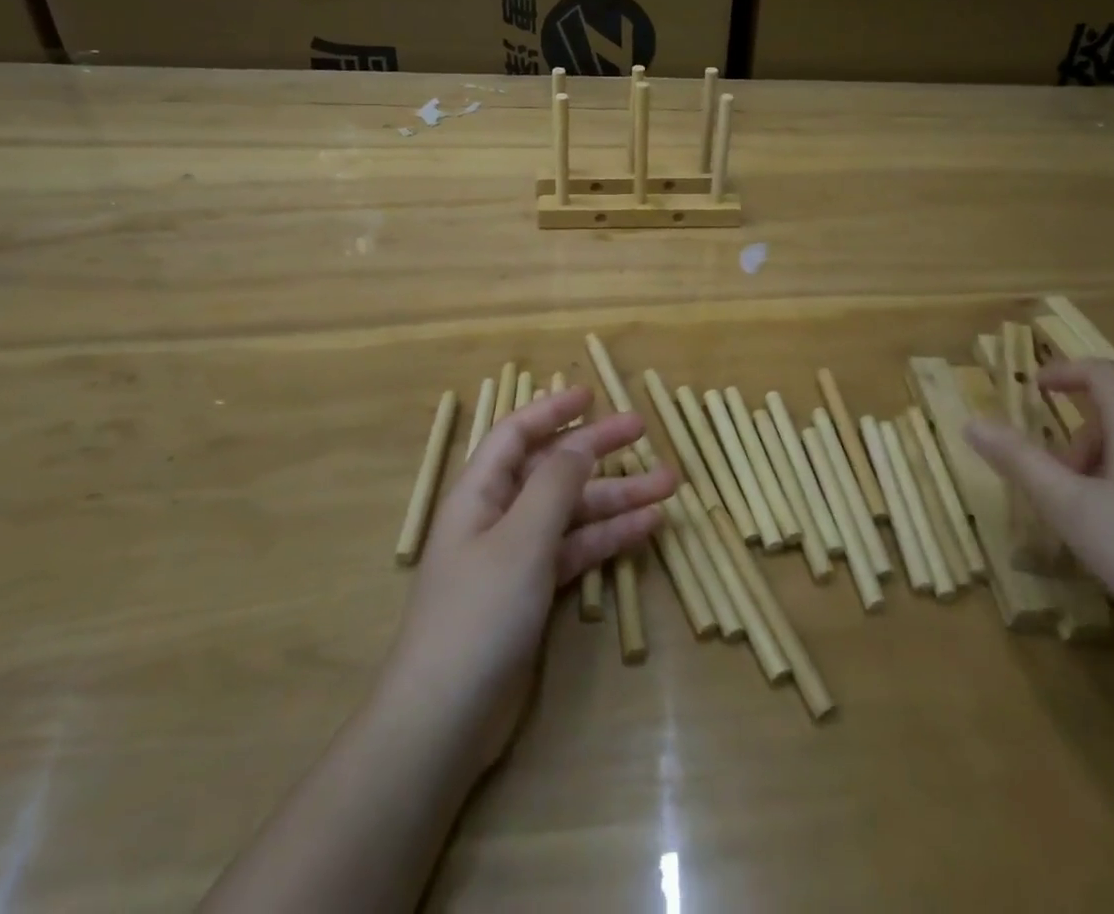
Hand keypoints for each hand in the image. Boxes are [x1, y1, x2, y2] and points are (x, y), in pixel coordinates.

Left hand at [386, 386, 673, 772]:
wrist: (444, 720)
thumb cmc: (478, 613)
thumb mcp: (521, 538)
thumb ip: (555, 485)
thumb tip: (581, 442)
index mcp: (480, 492)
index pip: (517, 434)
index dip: (553, 409)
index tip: (593, 393)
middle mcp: (497, 516)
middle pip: (553, 469)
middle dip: (597, 450)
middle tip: (644, 431)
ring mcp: (516, 556)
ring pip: (572, 511)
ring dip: (616, 497)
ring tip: (668, 485)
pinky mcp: (533, 593)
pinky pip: (576, 550)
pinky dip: (608, 537)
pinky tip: (647, 527)